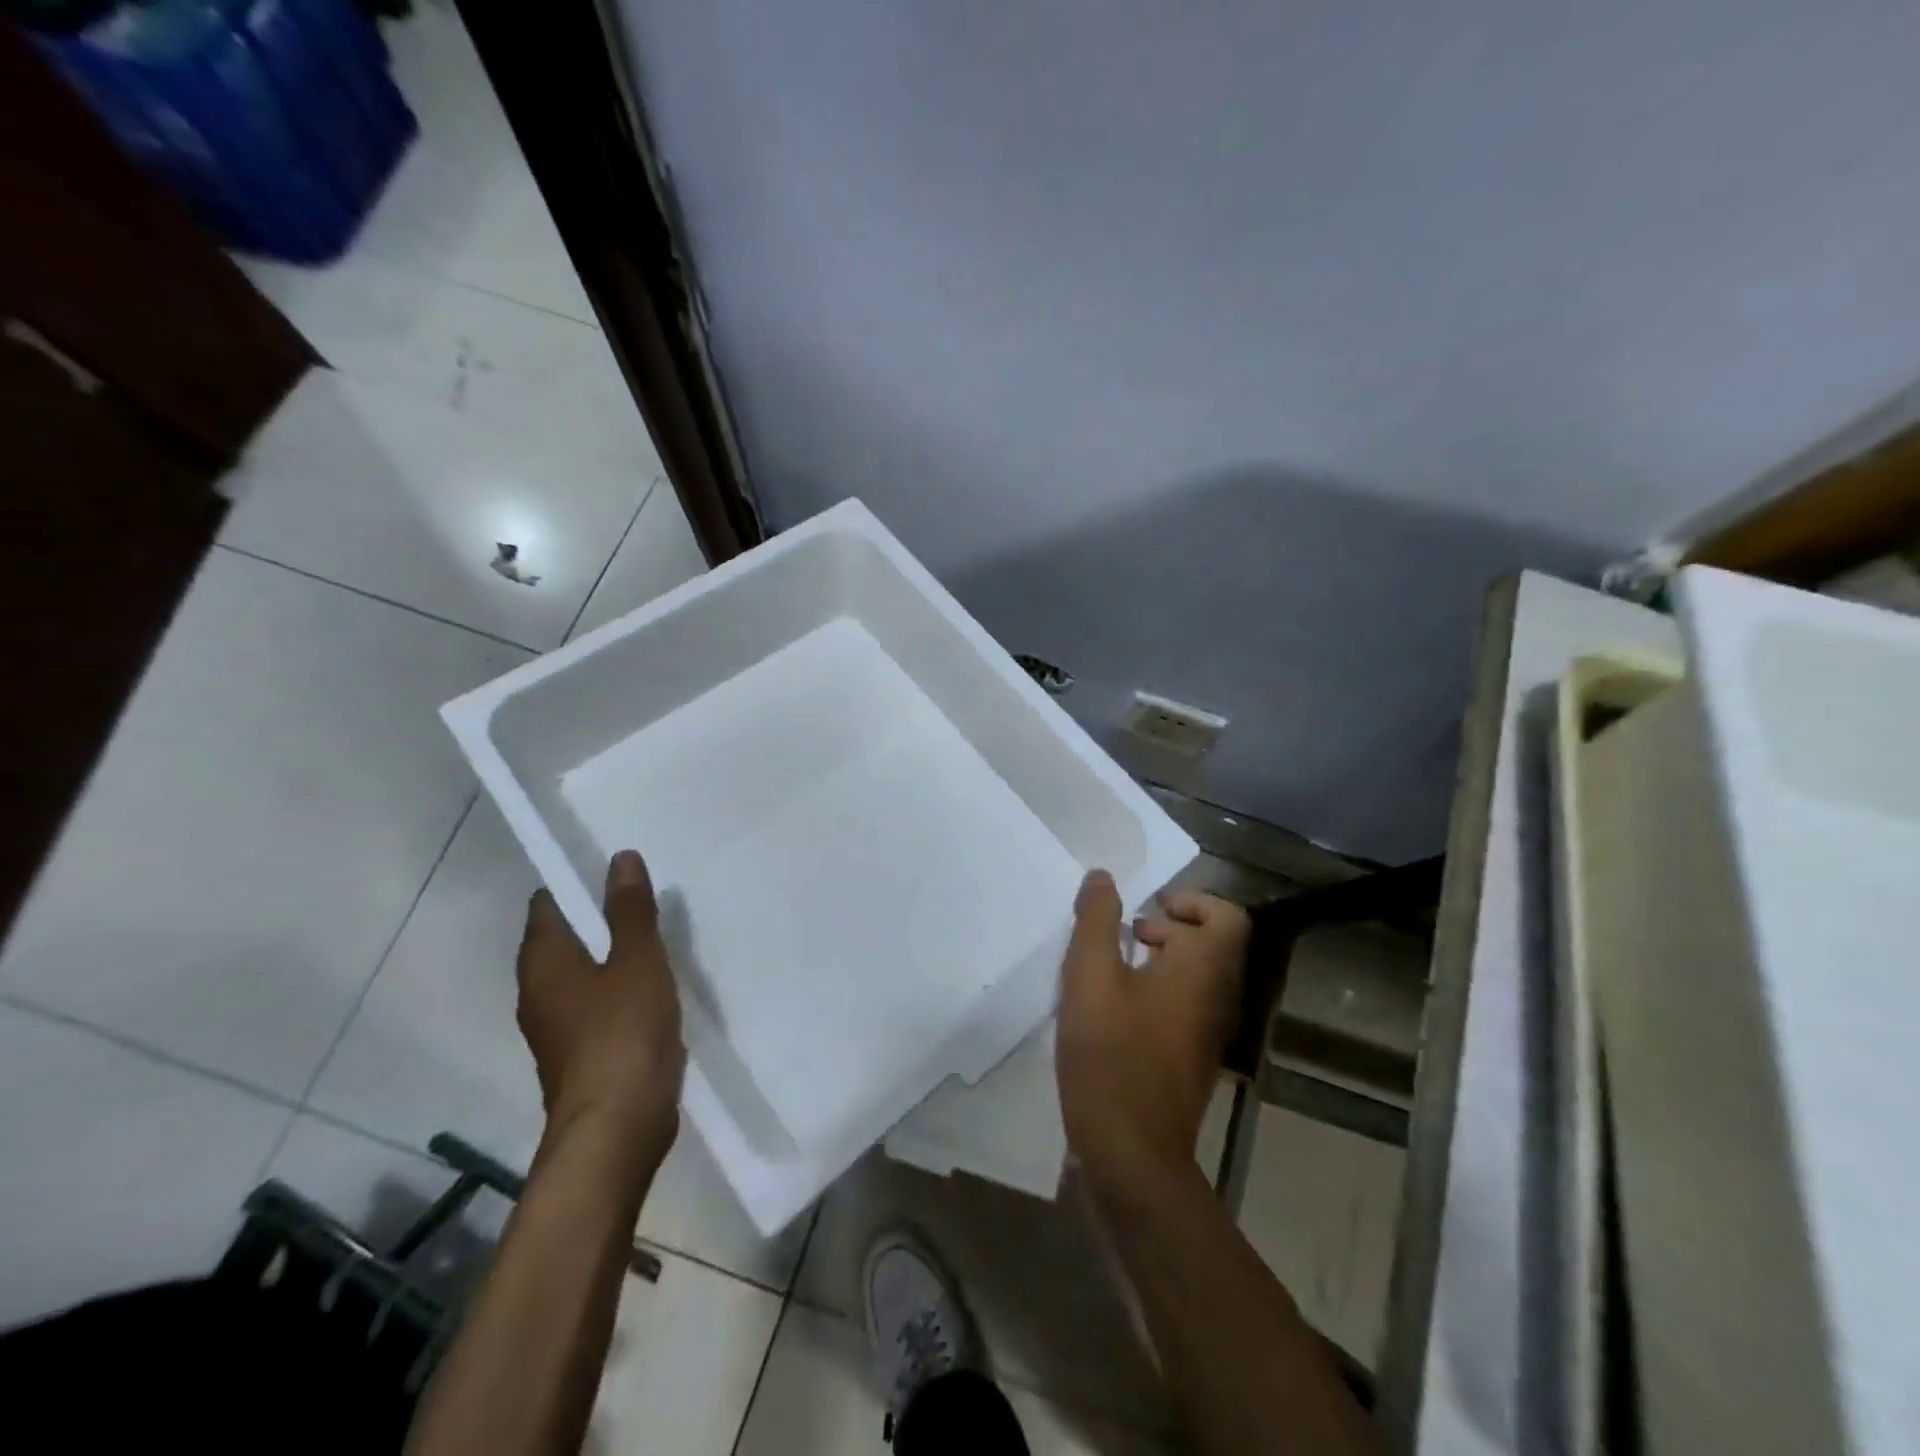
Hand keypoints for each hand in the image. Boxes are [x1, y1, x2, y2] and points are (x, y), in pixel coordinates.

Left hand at [516, 850, 685, 1166]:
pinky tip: (654, 987)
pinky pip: (597, 1005)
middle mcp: (539, 992)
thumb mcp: (638, 961)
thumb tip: (621, 858)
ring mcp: (558, 1028)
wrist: (616, 1129)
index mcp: (544, 963)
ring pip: (582, 974)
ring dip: (611, 955)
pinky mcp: (581, 1055)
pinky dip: (619, 988)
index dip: (576, 882)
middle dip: (598, 917)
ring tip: (654, 936)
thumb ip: (630, 911)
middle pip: (563, 939)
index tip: (615, 870)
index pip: (547, 905)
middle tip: (644, 897)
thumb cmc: (622, 1033)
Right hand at [1057, 871, 1248, 1196]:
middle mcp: (1217, 999)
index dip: (1193, 901)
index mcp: (1202, 971)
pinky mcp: (1190, 1062)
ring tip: (1112, 968)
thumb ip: (1097, 921)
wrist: (1132, 1155)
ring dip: (1161, 961)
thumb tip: (1103, 877)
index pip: (1228, 917)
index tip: (1150, 907)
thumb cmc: (1111, 1055)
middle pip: (1213, 945)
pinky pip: (1185, 1007)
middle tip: (1127, 934)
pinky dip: (1158, 992)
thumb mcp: (1090, 977)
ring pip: (1197, 978)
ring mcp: (1208, 1035)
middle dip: (1171, 928)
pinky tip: (1112, 1010)